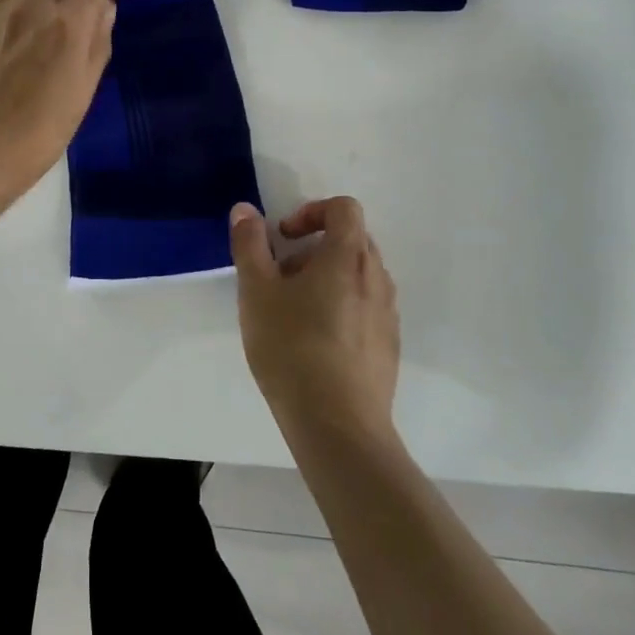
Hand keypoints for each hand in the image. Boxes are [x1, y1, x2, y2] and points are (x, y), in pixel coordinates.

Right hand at [229, 197, 399, 441]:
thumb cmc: (292, 348)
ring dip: (327, 277)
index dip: (311, 211)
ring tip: (294, 311)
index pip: (343, 208)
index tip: (284, 237)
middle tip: (282, 275)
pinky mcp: (389, 345)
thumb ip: (250, 245)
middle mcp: (376, 278)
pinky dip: (342, 305)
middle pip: (352, 240)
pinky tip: (315, 342)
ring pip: (359, 275)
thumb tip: (245, 210)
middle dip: (314, 246)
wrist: (338, 426)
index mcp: (348, 257)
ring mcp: (388, 313)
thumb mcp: (256, 292)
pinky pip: (366, 306)